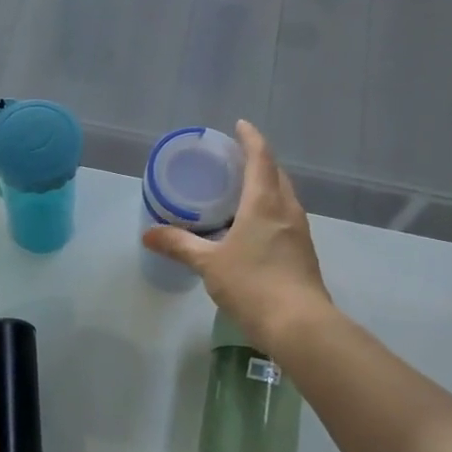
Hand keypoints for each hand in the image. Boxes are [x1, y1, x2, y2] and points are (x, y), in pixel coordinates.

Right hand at [142, 120, 333, 351]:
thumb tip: (148, 234)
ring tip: (242, 188)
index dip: (251, 138)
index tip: (240, 125)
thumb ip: (180, 245)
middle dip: (259, 160)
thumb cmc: (253, 285)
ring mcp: (299, 232)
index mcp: (264, 203)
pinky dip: (270, 209)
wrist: (300, 326)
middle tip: (235, 157)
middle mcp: (287, 210)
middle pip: (276, 174)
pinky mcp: (303, 252)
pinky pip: (286, 217)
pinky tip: (254, 226)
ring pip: (284, 196)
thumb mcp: (209, 264)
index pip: (261, 158)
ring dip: (267, 185)